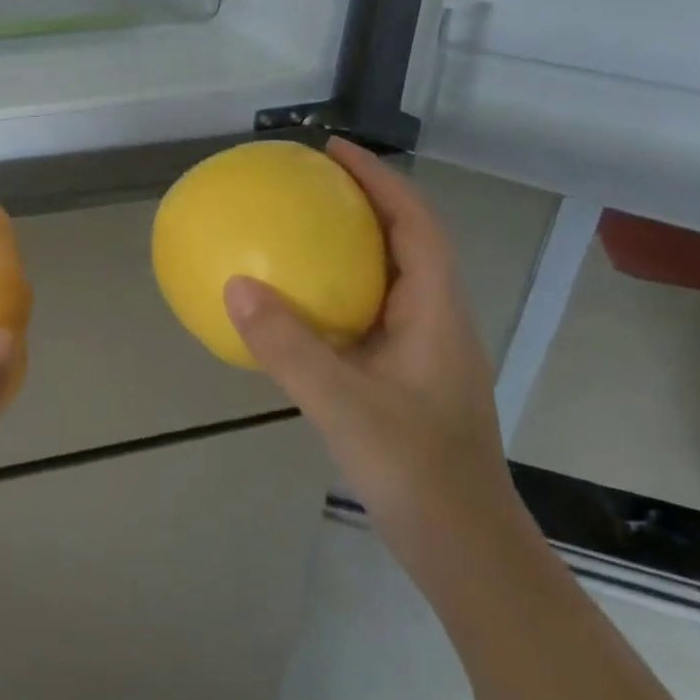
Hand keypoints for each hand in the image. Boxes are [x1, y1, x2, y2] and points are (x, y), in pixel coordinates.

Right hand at [222, 139, 524, 574]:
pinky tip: (291, 307)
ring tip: (295, 229)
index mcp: (435, 314)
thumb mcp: (344, 405)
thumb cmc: (417, 471)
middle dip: (362, 202)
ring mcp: (418, 353)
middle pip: (405, 242)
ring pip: (385, 279)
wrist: (464, 550)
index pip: (415, 224)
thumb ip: (289, 346)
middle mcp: (433, 322)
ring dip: (348, 246)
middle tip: (307, 182)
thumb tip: (235, 284)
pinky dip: (331, 293)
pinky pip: (363, 314)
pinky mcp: (400, 379)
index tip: (334, 150)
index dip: (380, 179)